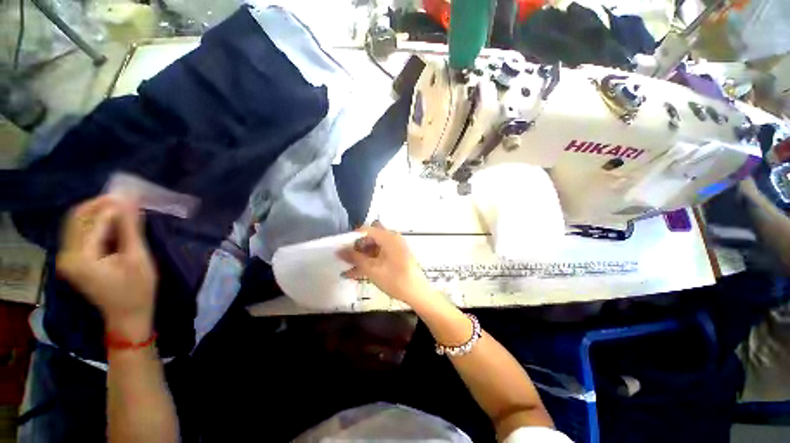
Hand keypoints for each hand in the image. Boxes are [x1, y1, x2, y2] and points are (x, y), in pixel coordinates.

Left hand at [56, 196, 156, 340]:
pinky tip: (113, 221)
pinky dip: (95, 222)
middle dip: (101, 203)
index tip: (132, 192)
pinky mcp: (73, 259)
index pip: (92, 220)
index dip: (112, 204)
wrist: (127, 315)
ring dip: (98, 211)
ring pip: (77, 222)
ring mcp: (67, 257)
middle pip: (77, 217)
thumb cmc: (137, 289)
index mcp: (81, 257)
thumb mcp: (137, 258)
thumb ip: (130, 228)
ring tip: (122, 207)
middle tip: (126, 197)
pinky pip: (80, 232)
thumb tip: (129, 200)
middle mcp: (67, 255)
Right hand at [337, 222, 432, 305]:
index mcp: (388, 236)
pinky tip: (357, 273)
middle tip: (346, 259)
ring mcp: (395, 247)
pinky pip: (380, 255)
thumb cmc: (394, 279)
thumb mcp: (371, 269)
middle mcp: (392, 238)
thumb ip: (354, 258)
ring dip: (362, 257)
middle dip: (357, 248)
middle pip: (370, 238)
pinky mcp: (396, 256)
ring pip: (374, 248)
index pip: (366, 230)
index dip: (352, 238)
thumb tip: (338, 250)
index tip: (341, 248)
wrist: (417, 293)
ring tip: (348, 269)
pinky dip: (370, 261)